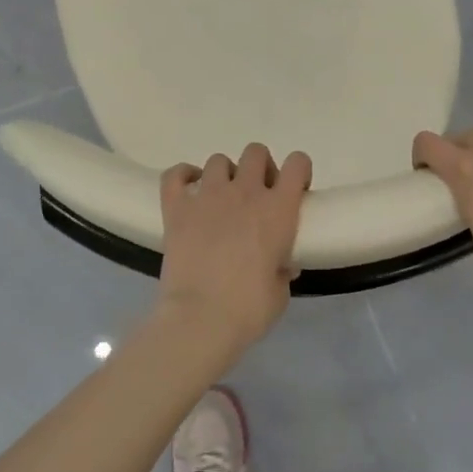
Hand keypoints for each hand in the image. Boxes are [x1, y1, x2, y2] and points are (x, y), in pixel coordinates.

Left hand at [155, 143, 312, 362]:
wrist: (200, 319)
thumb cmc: (249, 310)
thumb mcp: (280, 292)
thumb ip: (283, 269)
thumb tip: (282, 264)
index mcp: (279, 210)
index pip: (297, 163)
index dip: (298, 171)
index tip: (294, 190)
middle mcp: (245, 193)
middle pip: (256, 152)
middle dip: (259, 168)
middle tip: (256, 196)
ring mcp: (208, 196)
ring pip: (218, 160)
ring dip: (224, 175)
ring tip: (221, 200)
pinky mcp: (177, 208)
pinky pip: (175, 174)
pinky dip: (183, 177)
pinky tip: (188, 192)